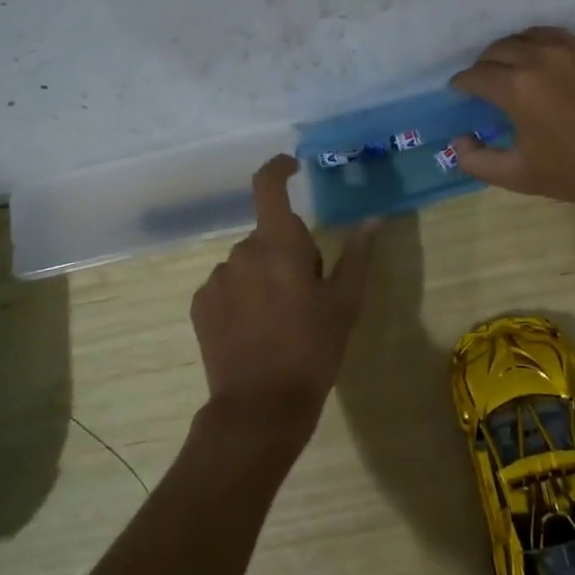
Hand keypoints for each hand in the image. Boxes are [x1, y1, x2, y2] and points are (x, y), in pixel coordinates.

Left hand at [190, 155, 378, 445]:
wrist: (260, 406)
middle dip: (288, 252)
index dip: (278, 168)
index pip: (268, 186)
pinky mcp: (200, 305)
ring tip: (282, 319)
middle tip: (309, 292)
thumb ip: (357, 255)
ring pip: (248, 263)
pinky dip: (243, 297)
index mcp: (278, 243)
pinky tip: (256, 331)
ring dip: (264, 276)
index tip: (292, 167)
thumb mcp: (345, 303)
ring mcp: (217, 279)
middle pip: (269, 235)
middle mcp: (241, 251)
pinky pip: (228, 286)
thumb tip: (373, 219)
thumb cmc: (311, 348)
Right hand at [448, 27, 574, 211]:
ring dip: (523, 49)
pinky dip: (565, 52)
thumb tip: (457, 141)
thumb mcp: (520, 176)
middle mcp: (545, 55)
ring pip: (539, 35)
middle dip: (488, 62)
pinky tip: (571, 70)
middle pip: (503, 47)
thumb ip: (478, 161)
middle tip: (488, 77)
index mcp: (517, 86)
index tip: (460, 90)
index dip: (463, 83)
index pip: (476, 74)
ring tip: (525, 64)